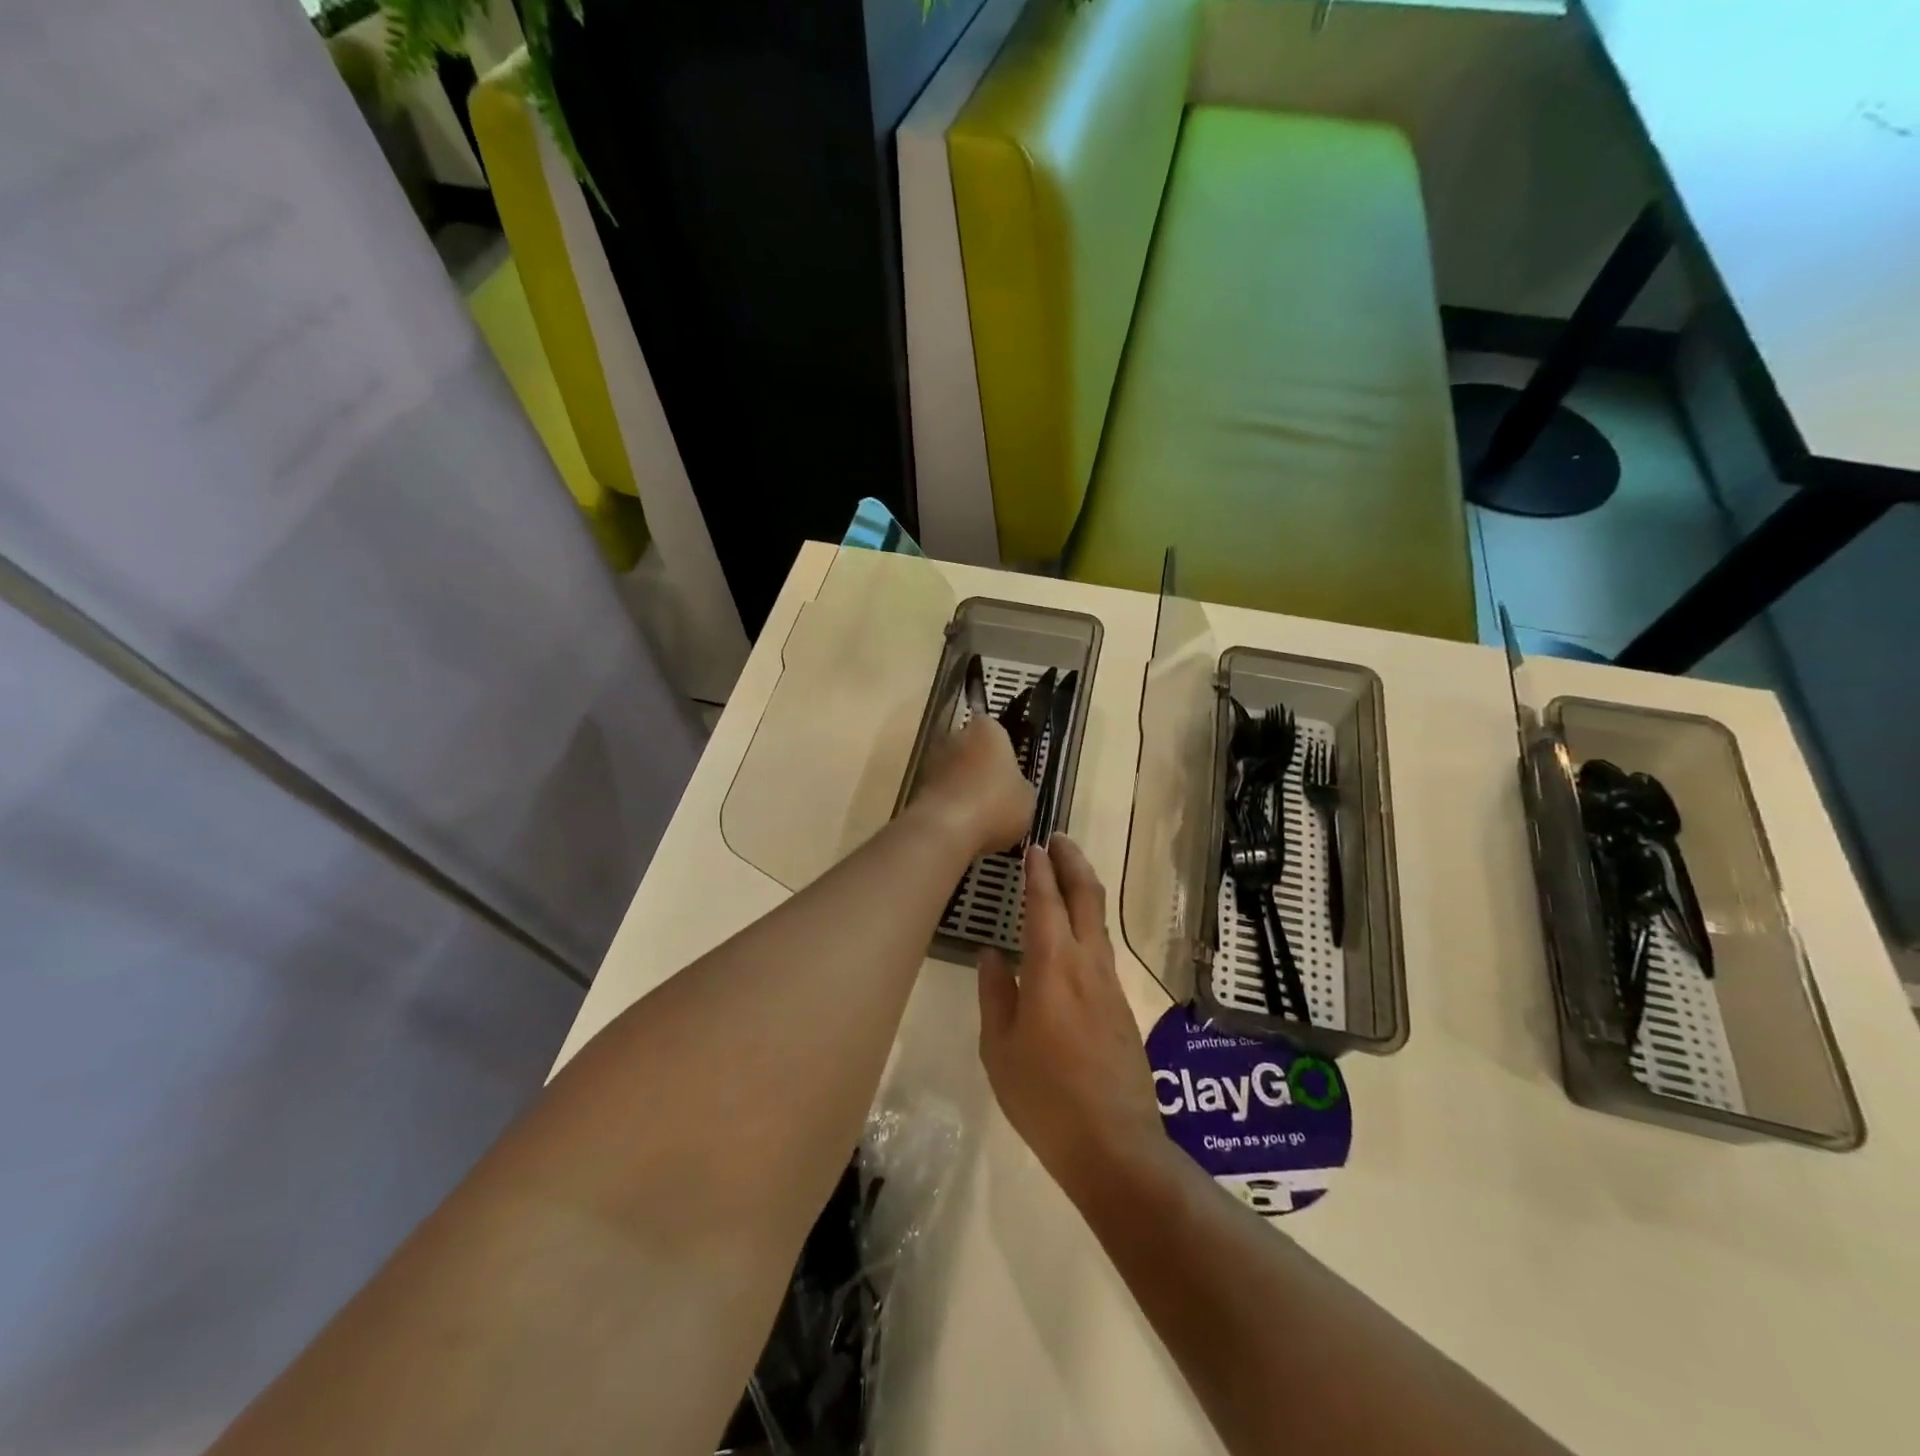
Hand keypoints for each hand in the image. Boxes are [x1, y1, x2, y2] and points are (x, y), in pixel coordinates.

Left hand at [910, 714, 1034, 857]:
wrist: (946, 830)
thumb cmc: (996, 804)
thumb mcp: (1027, 798)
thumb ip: (1020, 785)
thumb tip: (1014, 787)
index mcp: (988, 730)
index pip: (996, 729)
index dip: (1004, 750)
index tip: (1010, 771)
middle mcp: (956, 735)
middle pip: (972, 748)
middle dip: (981, 767)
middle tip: (997, 794)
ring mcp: (933, 759)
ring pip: (955, 770)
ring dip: (964, 786)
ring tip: (980, 815)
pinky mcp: (917, 785)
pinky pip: (942, 791)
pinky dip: (950, 804)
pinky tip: (962, 826)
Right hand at [977, 837, 1167, 1206]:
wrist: (1114, 1145)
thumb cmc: (1044, 1097)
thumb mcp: (1000, 1048)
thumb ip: (995, 994)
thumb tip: (992, 954)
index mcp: (1053, 968)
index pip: (1045, 903)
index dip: (1038, 871)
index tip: (1032, 845)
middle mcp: (1087, 965)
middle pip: (1086, 898)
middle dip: (1073, 863)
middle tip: (1059, 839)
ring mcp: (1110, 985)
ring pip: (1098, 922)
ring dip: (1083, 889)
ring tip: (1066, 874)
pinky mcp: (1122, 1006)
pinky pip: (1102, 949)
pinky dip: (1088, 923)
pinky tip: (1074, 934)